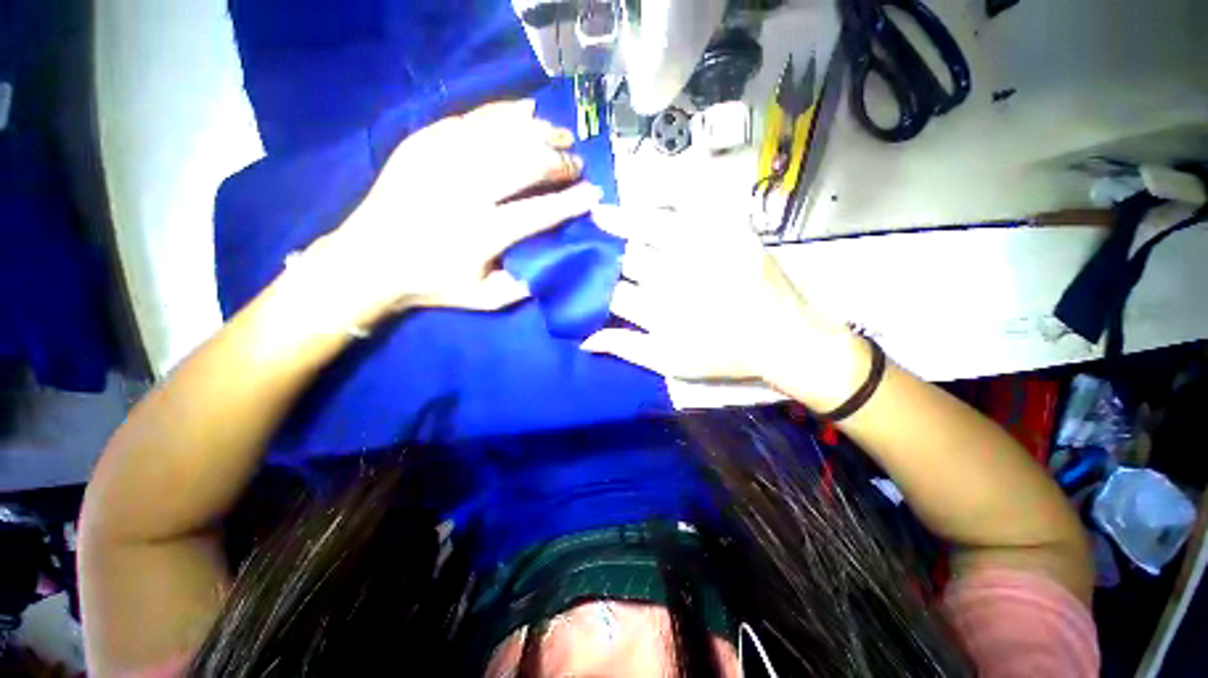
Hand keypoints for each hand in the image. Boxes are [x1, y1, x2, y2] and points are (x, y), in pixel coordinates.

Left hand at [302, 100, 603, 328]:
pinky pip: (471, 118)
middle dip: (558, 162)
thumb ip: (525, 285)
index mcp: (480, 233)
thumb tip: (555, 261)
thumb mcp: (484, 299)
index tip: (594, 194)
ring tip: (560, 135)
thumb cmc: (433, 284)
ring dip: (538, 132)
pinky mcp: (422, 141)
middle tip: (576, 164)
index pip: (539, 212)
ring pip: (501, 134)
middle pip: (523, 163)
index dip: (571, 202)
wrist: (369, 260)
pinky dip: (503, 113)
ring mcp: (440, 159)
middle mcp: (463, 190)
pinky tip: (524, 113)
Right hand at [581, 206, 839, 382]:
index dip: (593, 285)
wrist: (782, 338)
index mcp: (658, 312)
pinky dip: (669, 193)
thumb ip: (627, 349)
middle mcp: (673, 279)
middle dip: (604, 253)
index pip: (612, 292)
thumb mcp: (670, 363)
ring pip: (649, 228)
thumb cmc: (723, 355)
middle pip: (627, 259)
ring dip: (621, 220)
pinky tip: (650, 194)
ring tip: (601, 214)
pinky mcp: (728, 231)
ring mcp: (701, 251)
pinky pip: (694, 203)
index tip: (584, 279)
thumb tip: (585, 341)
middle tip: (589, 245)